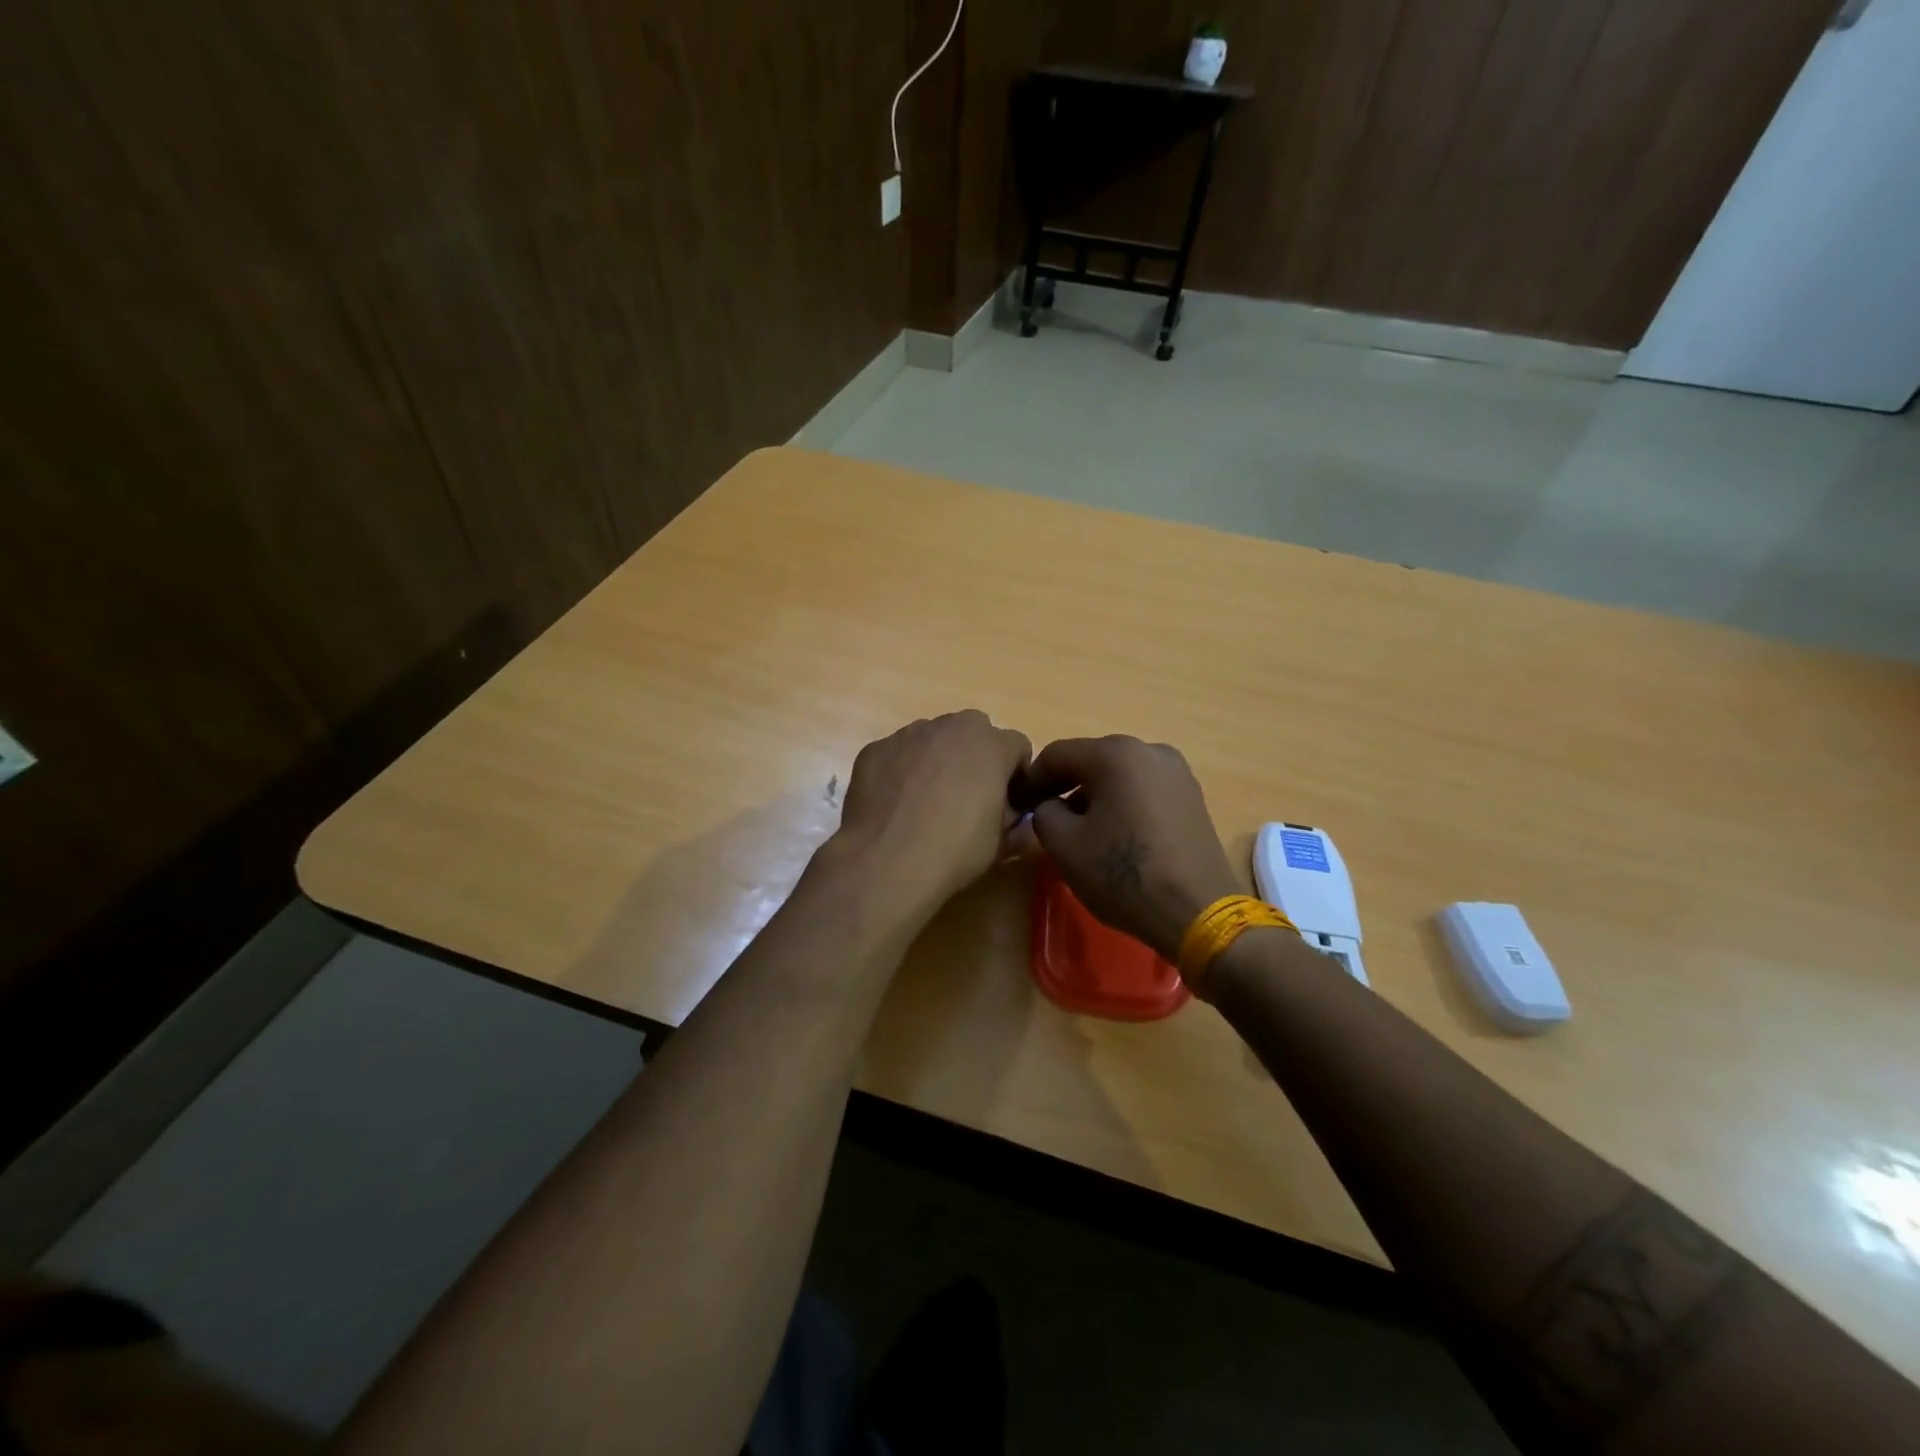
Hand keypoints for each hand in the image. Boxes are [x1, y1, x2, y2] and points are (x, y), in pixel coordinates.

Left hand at [831, 710, 1032, 912]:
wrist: (885, 861)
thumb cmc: (954, 851)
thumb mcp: (1001, 845)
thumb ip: (1019, 826)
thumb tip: (1025, 823)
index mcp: (991, 745)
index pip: (1018, 746)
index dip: (1016, 775)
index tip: (1008, 803)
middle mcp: (950, 727)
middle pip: (974, 732)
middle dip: (976, 757)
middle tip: (968, 797)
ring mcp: (908, 734)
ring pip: (933, 739)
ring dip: (938, 760)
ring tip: (926, 801)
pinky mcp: (876, 748)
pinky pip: (899, 753)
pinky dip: (902, 770)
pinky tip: (896, 804)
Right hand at [1021, 736, 1240, 961]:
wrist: (1198, 911)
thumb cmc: (1124, 874)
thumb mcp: (1064, 845)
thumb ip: (1043, 813)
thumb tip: (1050, 805)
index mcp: (1115, 754)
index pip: (1057, 755)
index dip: (1031, 779)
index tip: (1018, 805)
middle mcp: (1149, 750)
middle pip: (1090, 760)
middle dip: (1063, 786)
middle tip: (1044, 816)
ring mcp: (1176, 772)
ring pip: (1119, 775)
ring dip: (1093, 795)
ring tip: (1079, 830)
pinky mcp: (1192, 796)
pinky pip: (1143, 789)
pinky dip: (1122, 803)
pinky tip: (1114, 834)